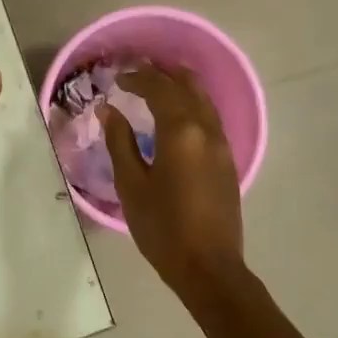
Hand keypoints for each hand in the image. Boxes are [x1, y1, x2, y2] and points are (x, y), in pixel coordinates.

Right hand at [101, 65, 246, 301]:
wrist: (209, 267)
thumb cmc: (163, 228)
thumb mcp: (131, 185)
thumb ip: (120, 142)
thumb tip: (109, 110)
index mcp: (181, 132)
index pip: (159, 89)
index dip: (138, 78)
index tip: (117, 78)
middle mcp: (207, 130)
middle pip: (188, 87)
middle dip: (164, 74)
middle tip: (140, 70)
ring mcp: (222, 145)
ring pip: (204, 100)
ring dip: (182, 86)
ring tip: (160, 83)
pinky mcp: (228, 161)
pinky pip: (210, 118)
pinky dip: (193, 104)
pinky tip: (179, 114)